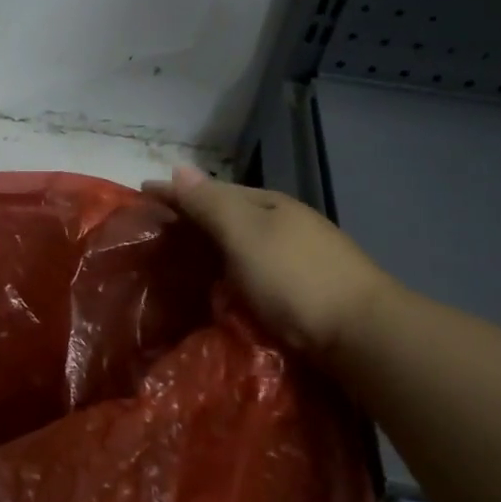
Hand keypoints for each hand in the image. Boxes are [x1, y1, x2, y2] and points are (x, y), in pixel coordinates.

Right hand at [143, 166, 393, 361]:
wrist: (360, 334)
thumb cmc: (294, 278)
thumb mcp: (244, 234)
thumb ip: (209, 204)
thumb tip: (177, 167)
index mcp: (269, 204)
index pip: (212, 190)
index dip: (176, 193)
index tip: (140, 196)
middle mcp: (284, 224)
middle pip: (228, 214)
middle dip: (192, 217)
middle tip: (153, 231)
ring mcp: (298, 256)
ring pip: (242, 243)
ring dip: (210, 246)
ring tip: (178, 259)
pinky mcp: (303, 290)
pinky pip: (252, 269)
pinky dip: (229, 270)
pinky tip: (219, 285)